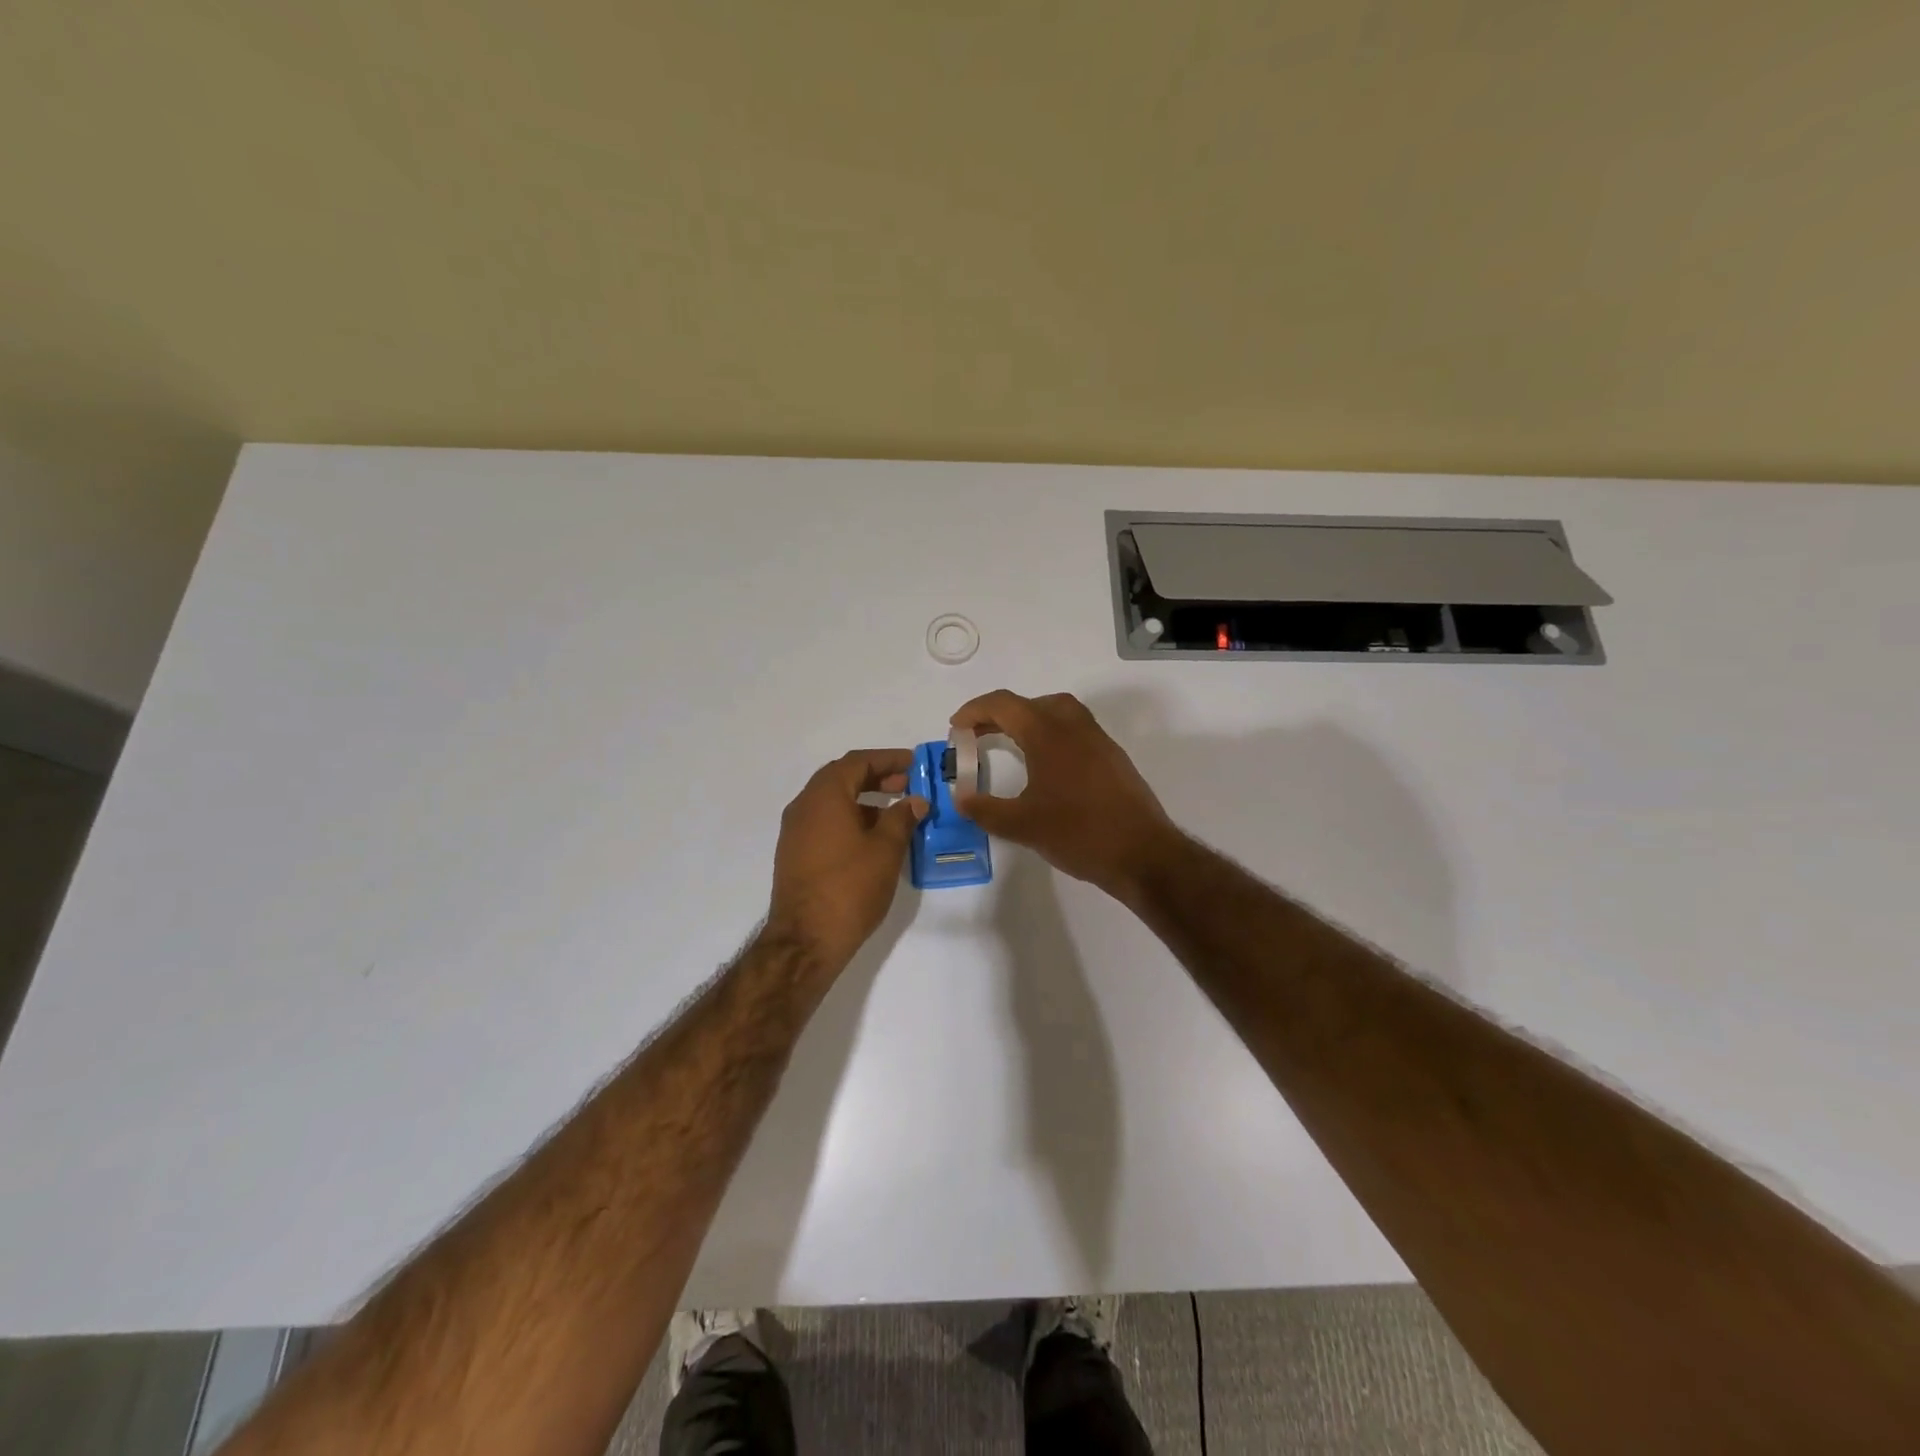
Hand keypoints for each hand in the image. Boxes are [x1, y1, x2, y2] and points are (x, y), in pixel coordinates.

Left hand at [767, 750, 927, 970]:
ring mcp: (795, 831)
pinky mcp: (795, 854)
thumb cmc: (850, 888)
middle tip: (907, 784)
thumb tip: (915, 800)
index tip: (914, 763)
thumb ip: (902, 818)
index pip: (857, 762)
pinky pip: (825, 822)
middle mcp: (804, 806)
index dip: (888, 759)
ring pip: (832, 802)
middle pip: (841, 778)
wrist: (805, 940)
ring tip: (896, 813)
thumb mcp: (886, 849)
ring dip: (863, 800)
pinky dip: (850, 819)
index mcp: (824, 796)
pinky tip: (873, 839)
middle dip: (875, 777)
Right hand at [949, 690, 1175, 897]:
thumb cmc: (1079, 833)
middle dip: (999, 714)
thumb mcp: (1022, 825)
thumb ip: (985, 809)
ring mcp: (1098, 740)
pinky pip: (1075, 730)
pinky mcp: (1112, 758)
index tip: (955, 728)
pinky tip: (1045, 766)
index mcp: (1048, 734)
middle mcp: (1074, 727)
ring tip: (1009, 744)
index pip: (1004, 705)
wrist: (1142, 853)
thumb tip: (961, 799)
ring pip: (1058, 712)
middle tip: (977, 736)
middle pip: (1031, 703)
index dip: (974, 711)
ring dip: (1029, 720)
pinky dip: (1051, 734)